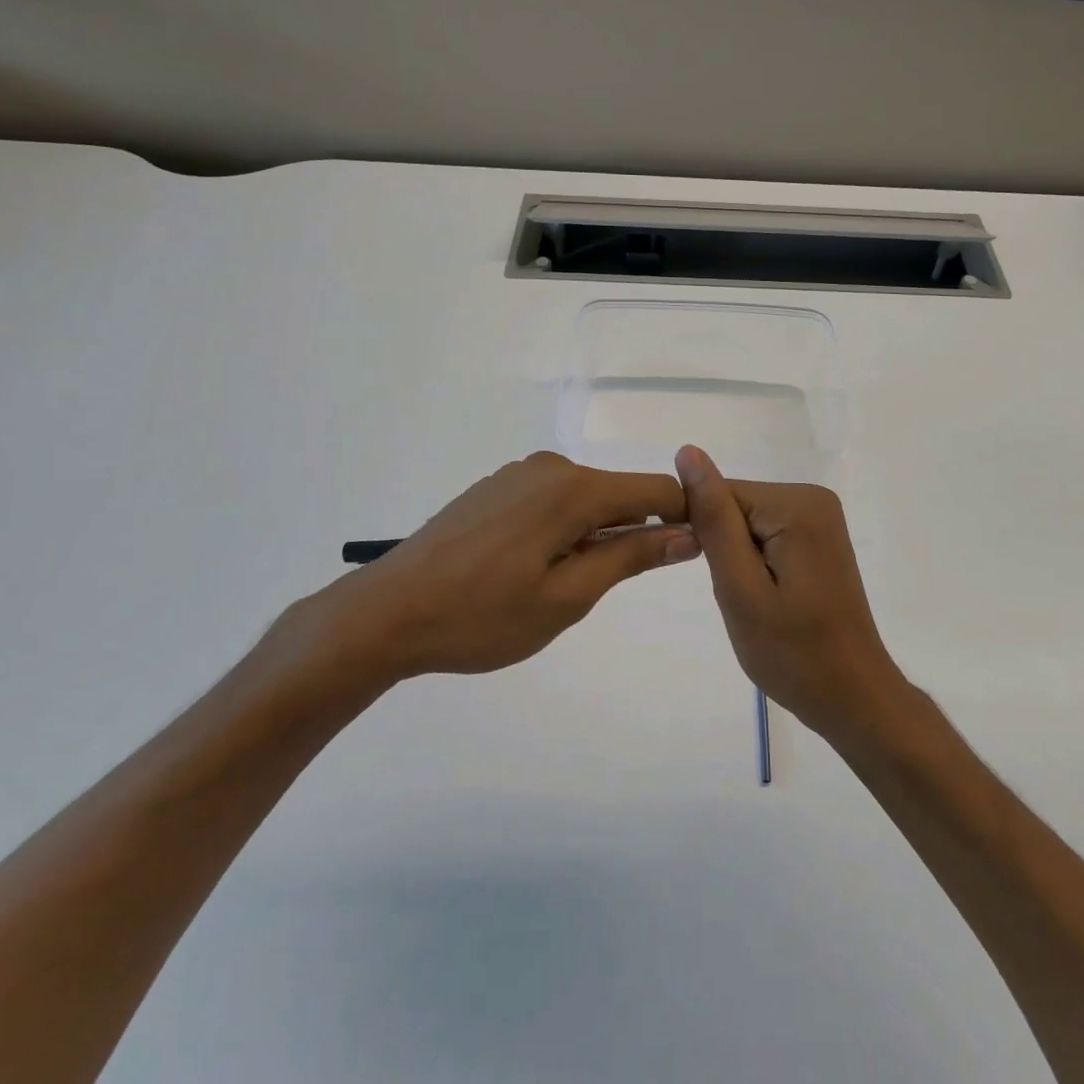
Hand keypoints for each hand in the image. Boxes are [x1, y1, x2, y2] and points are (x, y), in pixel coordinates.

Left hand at [278, 452, 699, 704]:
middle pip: (619, 494)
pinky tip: (532, 568)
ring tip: (563, 587)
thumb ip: (631, 556)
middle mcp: (550, 467)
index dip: (683, 517)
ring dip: (595, 535)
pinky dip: (563, 528)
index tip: (697, 551)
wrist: (386, 613)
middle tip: (610, 590)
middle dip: (634, 532)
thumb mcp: (567, 597)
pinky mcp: (495, 488)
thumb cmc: (482, 616)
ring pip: (584, 499)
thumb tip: (689, 533)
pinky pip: (552, 500)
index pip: (654, 491)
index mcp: (573, 489)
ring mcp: (518, 475)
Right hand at [675, 445, 907, 746]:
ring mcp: (820, 517)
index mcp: (797, 505)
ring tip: (759, 604)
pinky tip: (773, 598)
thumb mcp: (740, 589)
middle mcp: (813, 498)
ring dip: (739, 561)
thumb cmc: (793, 654)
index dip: (703, 536)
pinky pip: (766, 535)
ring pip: (747, 523)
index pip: (720, 495)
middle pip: (736, 506)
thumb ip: (714, 519)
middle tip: (746, 602)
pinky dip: (756, 565)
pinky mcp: (819, 537)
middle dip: (726, 551)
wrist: (852, 697)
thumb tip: (688, 453)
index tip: (721, 581)